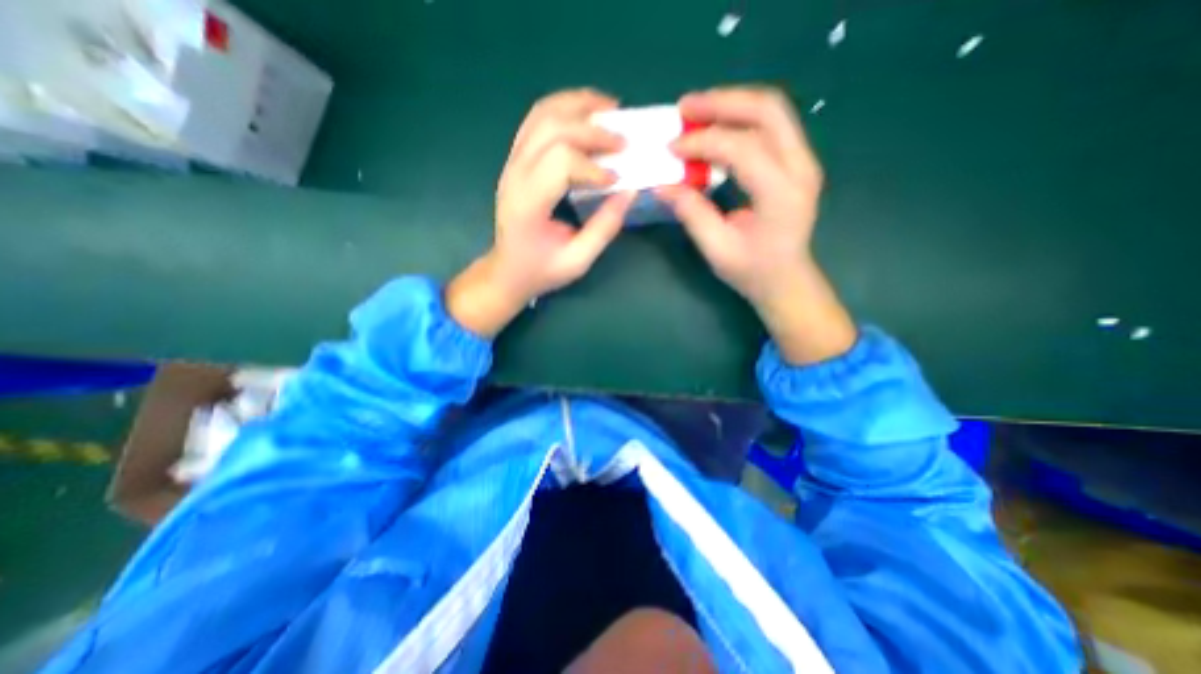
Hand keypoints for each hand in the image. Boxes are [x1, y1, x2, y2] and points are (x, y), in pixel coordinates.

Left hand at [448, 89, 636, 337]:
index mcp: (528, 204)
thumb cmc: (541, 270)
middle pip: (553, 129)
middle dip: (593, 130)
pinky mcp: (515, 160)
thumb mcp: (578, 260)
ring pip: (542, 115)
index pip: (561, 162)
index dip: (594, 166)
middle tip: (624, 139)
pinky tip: (586, 114)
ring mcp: (512, 163)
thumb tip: (630, 191)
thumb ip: (604, 227)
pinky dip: (564, 109)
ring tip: (609, 108)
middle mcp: (515, 175)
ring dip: (578, 105)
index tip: (617, 179)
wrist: (507, 271)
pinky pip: (536, 121)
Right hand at [657, 86, 852, 362]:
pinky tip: (717, 126)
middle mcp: (800, 168)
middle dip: (722, 103)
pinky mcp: (796, 162)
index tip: (672, 149)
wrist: (786, 280)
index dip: (702, 143)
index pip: (742, 148)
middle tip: (684, 108)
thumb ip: (691, 213)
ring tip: (696, 112)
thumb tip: (662, 185)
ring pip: (772, 110)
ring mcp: (803, 161)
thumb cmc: (753, 271)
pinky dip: (741, 118)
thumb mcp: (717, 249)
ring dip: (732, 104)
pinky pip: (771, 125)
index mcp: (781, 194)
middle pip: (767, 110)